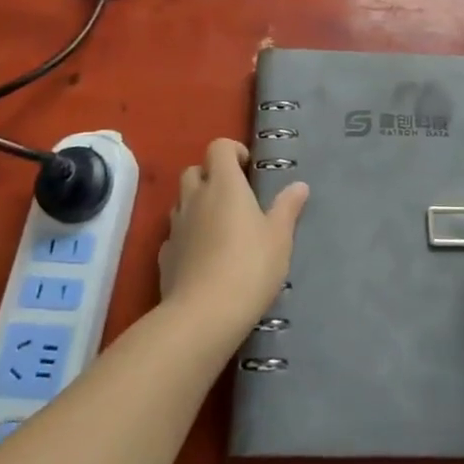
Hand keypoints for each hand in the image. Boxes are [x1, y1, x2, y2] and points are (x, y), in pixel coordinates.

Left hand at [159, 138, 308, 335]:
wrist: (203, 316)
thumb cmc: (249, 267)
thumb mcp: (279, 237)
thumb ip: (287, 208)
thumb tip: (300, 185)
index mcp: (224, 185)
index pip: (218, 147)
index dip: (232, 151)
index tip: (247, 168)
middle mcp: (195, 197)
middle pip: (193, 170)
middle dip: (210, 176)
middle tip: (233, 197)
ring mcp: (175, 227)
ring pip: (180, 201)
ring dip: (196, 204)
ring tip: (219, 226)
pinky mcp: (164, 256)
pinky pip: (174, 234)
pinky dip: (187, 235)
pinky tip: (202, 256)